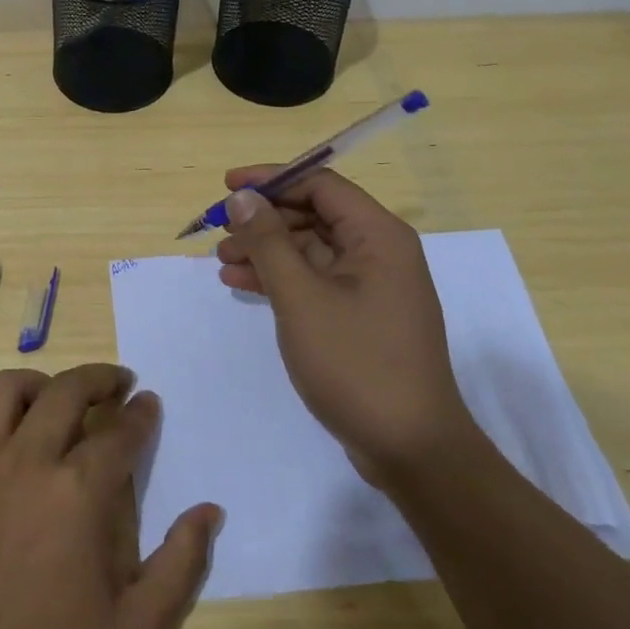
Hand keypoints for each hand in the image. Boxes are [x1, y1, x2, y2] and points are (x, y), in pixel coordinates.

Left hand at [0, 364, 221, 628]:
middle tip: (119, 383)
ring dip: (42, 382)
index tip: (149, 403)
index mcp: (76, 494)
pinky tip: (14, 435)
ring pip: (8, 388)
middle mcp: (26, 462)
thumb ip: (181, 565)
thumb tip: (210, 511)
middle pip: (66, 391)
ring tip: (61, 397)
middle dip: (100, 378)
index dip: (140, 415)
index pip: (118, 433)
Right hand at [215, 167, 471, 483]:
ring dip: (266, 250)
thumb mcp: (301, 296)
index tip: (227, 186)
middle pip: (313, 214)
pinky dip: (280, 278)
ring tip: (222, 261)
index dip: (271, 179)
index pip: (319, 184)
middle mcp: (379, 251)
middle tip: (219, 230)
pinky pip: (315, 279)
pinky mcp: (361, 315)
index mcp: (378, 235)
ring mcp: (372, 285)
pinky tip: (242, 284)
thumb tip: (242, 196)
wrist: (410, 449)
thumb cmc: (356, 362)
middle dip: (264, 219)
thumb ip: (268, 241)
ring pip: (310, 248)